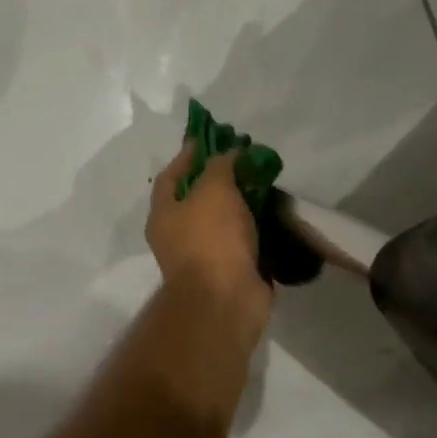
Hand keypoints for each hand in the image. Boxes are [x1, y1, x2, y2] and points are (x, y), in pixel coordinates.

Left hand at [147, 143, 272, 335]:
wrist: (226, 300)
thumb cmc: (211, 239)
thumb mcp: (213, 190)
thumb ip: (220, 166)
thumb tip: (229, 153)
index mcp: (163, 215)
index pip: (170, 177)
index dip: (187, 155)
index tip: (208, 138)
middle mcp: (178, 235)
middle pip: (197, 198)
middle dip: (219, 178)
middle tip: (244, 159)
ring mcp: (204, 255)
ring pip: (222, 220)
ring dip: (240, 202)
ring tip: (264, 181)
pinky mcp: (230, 270)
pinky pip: (241, 241)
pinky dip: (254, 227)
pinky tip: (272, 212)